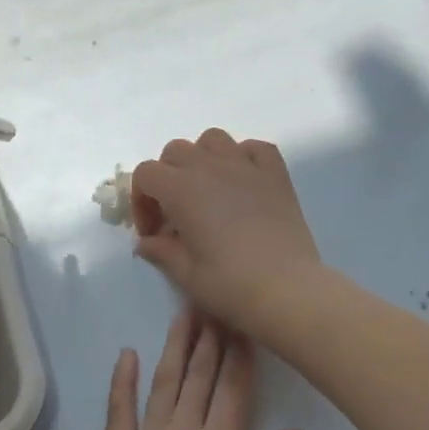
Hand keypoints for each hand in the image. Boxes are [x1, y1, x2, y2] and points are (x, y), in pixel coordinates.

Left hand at [92, 311, 304, 429]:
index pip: (234, 392)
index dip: (241, 355)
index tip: (246, 323)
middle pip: (200, 378)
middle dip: (211, 339)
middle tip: (216, 302)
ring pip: (164, 385)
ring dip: (175, 348)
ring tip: (184, 314)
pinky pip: (118, 412)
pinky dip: (122, 382)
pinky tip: (127, 355)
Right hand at [130, 129, 323, 337]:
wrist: (288, 289)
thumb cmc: (230, 285)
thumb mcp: (186, 274)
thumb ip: (161, 252)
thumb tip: (146, 243)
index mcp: (182, 190)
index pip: (146, 174)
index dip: (141, 201)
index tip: (153, 232)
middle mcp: (211, 167)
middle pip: (176, 152)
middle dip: (167, 178)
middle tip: (176, 213)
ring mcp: (246, 166)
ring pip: (213, 140)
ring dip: (202, 159)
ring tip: (208, 190)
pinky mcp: (276, 174)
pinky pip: (255, 148)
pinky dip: (243, 157)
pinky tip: (243, 181)